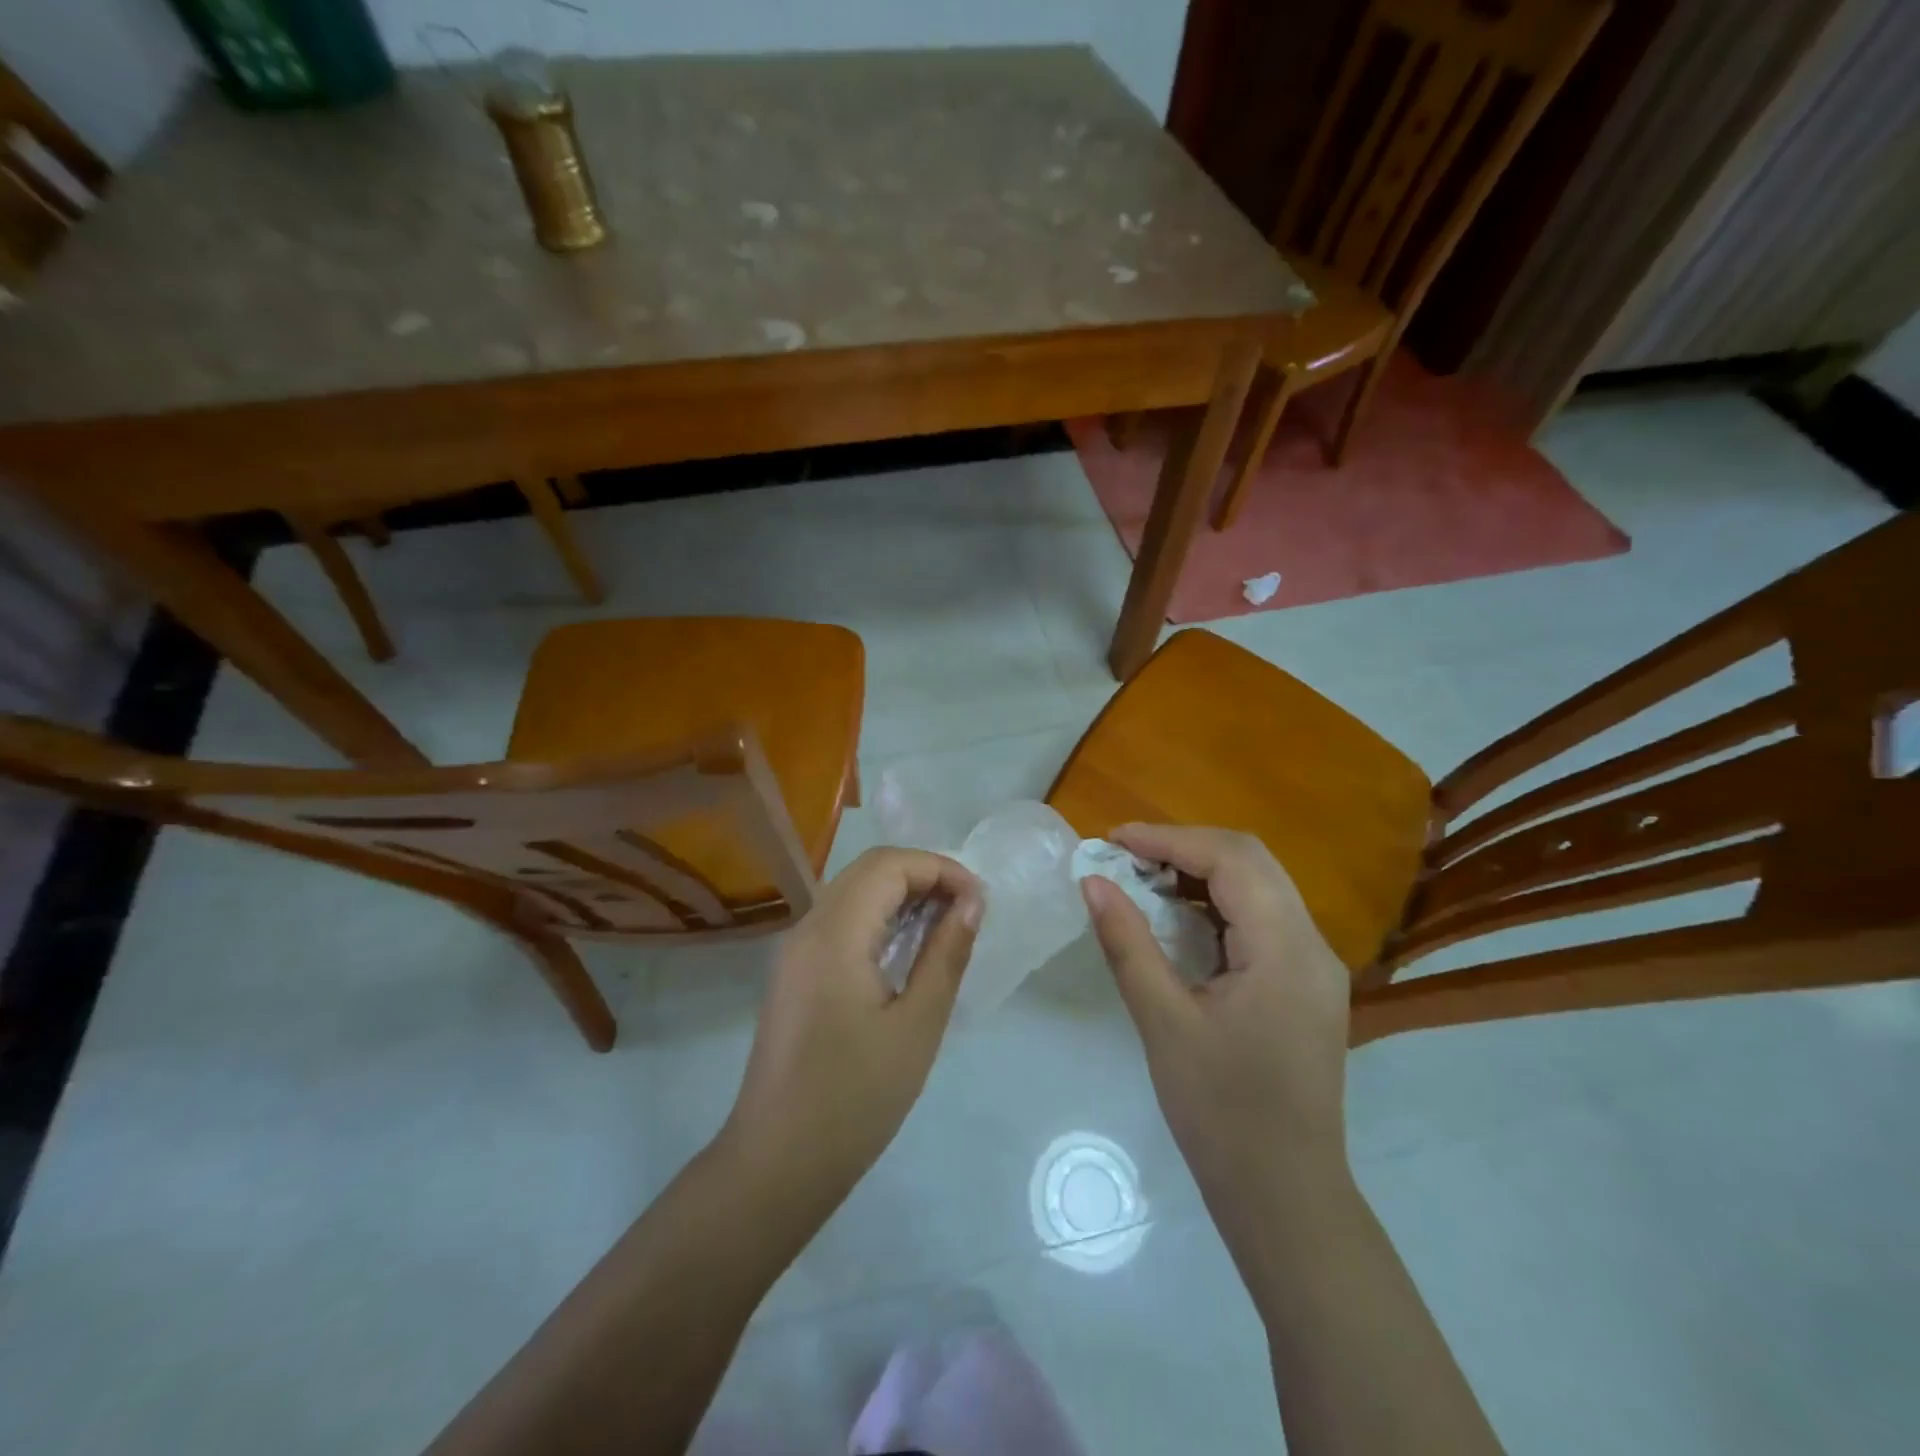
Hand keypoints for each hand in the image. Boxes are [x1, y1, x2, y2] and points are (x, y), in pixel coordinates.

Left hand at [719, 847, 982, 1212]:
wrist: (777, 1163)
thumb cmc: (855, 1098)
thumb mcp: (916, 1025)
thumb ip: (945, 954)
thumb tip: (972, 902)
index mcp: (834, 933)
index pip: (889, 865)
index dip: (940, 869)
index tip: (980, 901)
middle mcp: (808, 927)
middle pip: (869, 870)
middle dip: (923, 876)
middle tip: (967, 910)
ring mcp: (795, 950)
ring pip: (853, 892)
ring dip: (901, 896)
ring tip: (947, 926)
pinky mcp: (795, 972)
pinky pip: (841, 921)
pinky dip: (879, 919)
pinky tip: (908, 950)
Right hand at [1081, 824, 1351, 1205]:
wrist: (1285, 1195)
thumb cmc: (1221, 1112)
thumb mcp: (1164, 1023)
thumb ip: (1127, 943)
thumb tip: (1092, 881)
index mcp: (1285, 950)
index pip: (1231, 860)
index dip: (1169, 838)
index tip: (1113, 839)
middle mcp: (1312, 945)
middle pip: (1252, 861)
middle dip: (1185, 846)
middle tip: (1125, 855)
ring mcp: (1315, 965)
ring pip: (1260, 885)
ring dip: (1202, 871)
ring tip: (1143, 877)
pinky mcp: (1305, 984)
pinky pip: (1263, 918)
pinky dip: (1218, 902)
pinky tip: (1178, 916)